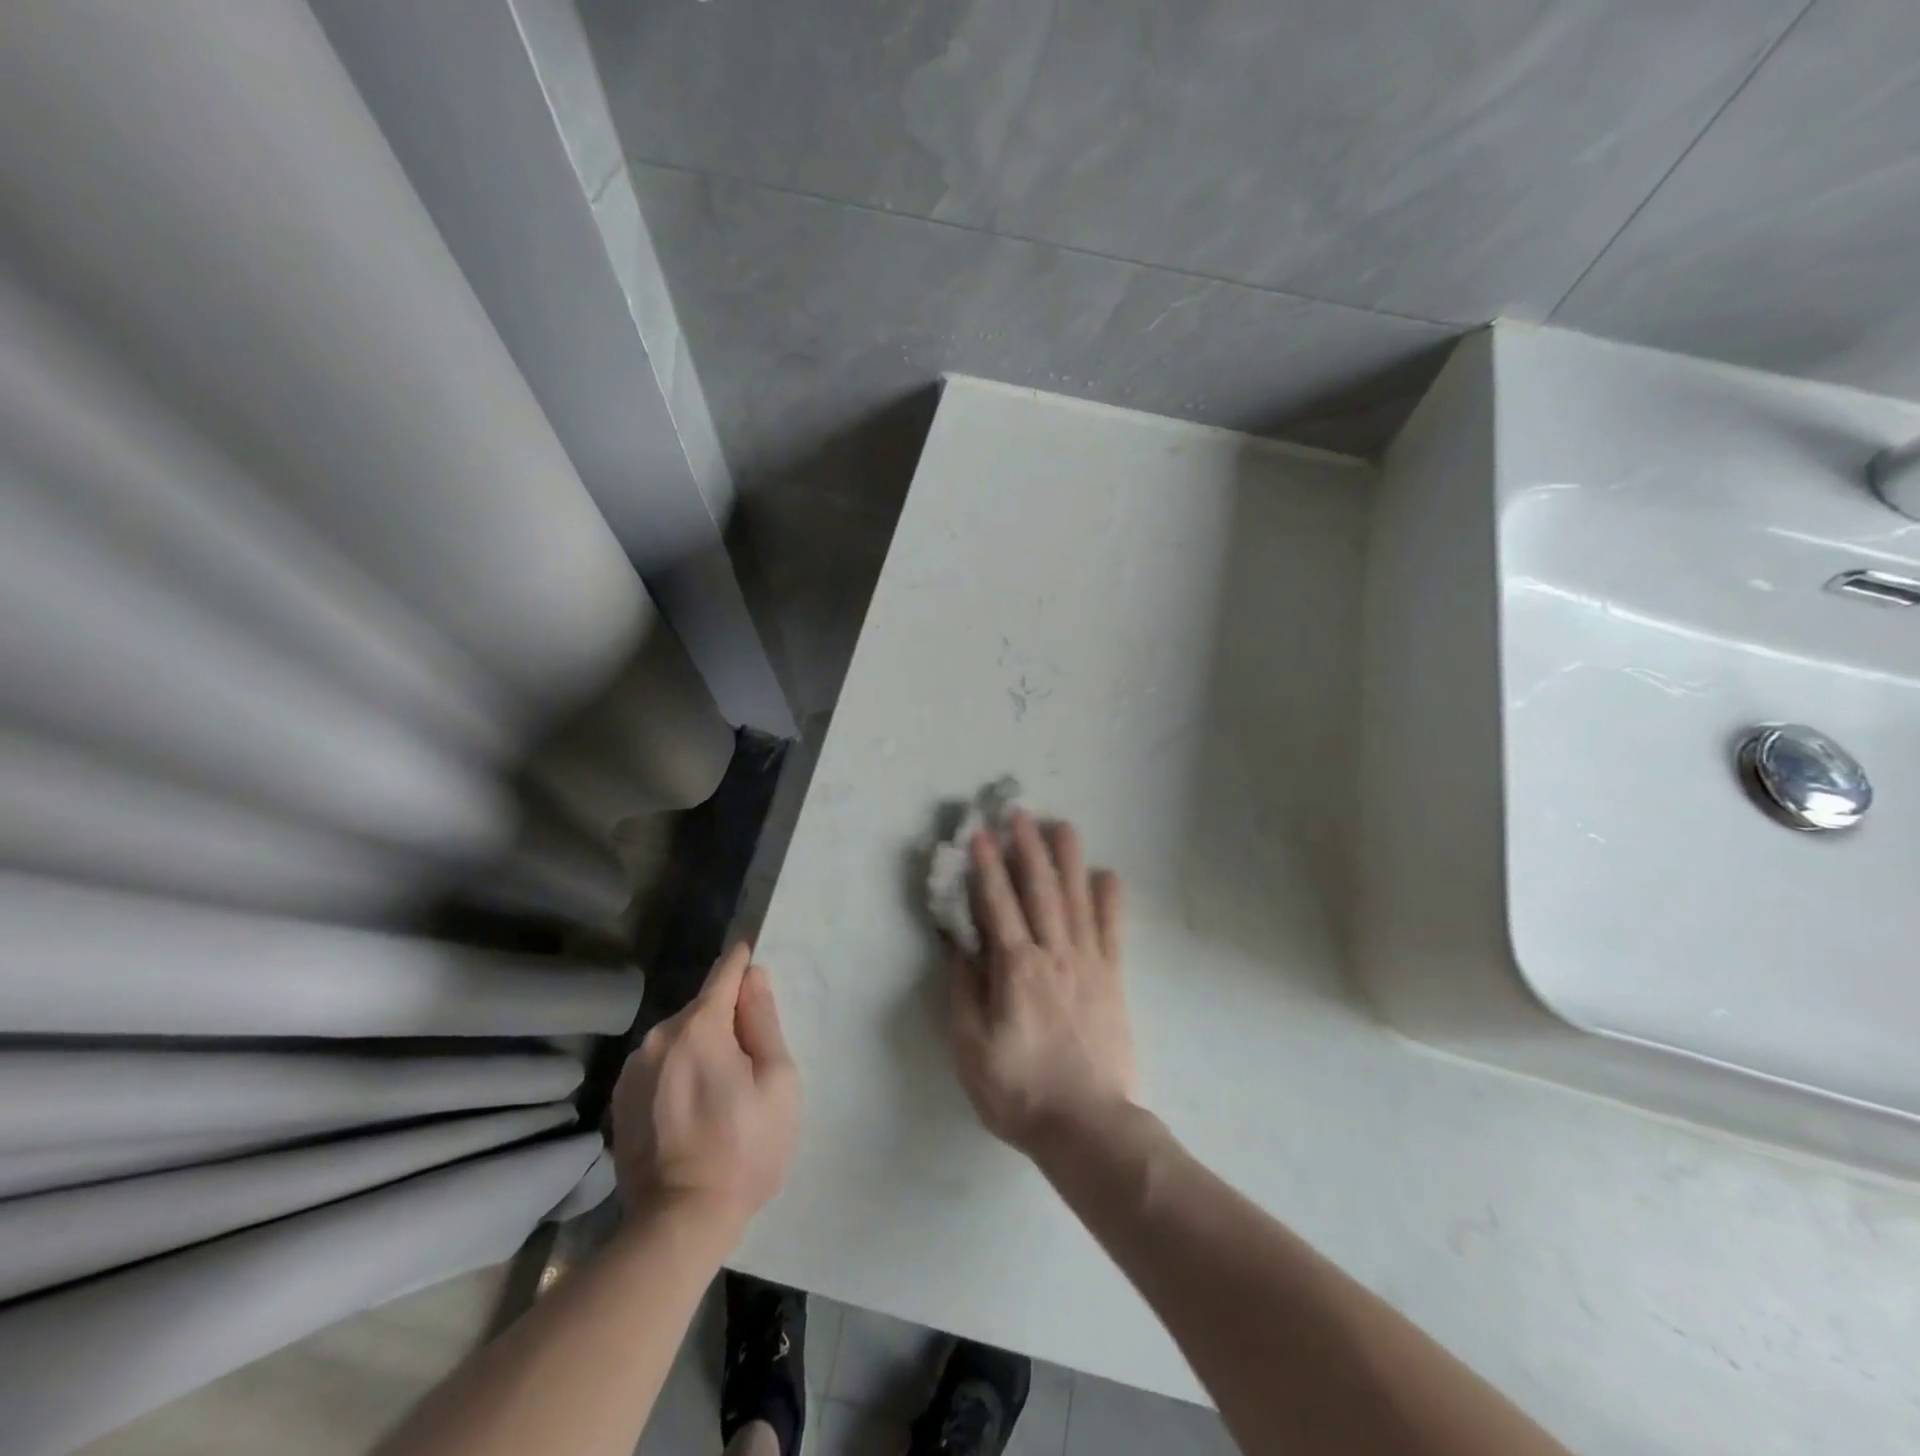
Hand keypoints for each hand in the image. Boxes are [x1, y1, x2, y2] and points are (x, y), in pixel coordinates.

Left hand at [611, 943, 799, 1235]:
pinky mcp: (621, 1100)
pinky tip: (691, 1109)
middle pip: (702, 1009)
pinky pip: (659, 1066)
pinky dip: (678, 1072)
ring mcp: (633, 1070)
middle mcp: (658, 1037)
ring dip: (700, 1047)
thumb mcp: (777, 1081)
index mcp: (699, 1027)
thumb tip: (754, 977)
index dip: (742, 962)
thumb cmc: (745, 1148)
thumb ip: (763, 1021)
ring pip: (678, 1038)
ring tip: (720, 1091)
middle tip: (750, 1058)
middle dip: (727, 1019)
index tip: (752, 954)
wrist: (680, 1223)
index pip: (724, 973)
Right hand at [948, 811, 1132, 1152]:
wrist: (1087, 1126)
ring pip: (1077, 899)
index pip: (998, 905)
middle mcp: (1054, 954)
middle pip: (1040, 890)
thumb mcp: (970, 1048)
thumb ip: (964, 991)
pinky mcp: (1113, 978)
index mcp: (1016, 969)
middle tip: (1020, 813)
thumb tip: (960, 944)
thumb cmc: (1019, 1091)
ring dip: (1068, 860)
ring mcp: (1089, 963)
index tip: (980, 835)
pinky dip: (1110, 899)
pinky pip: (1112, 930)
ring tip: (1063, 825)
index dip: (987, 868)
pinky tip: (1107, 874)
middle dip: (1028, 848)